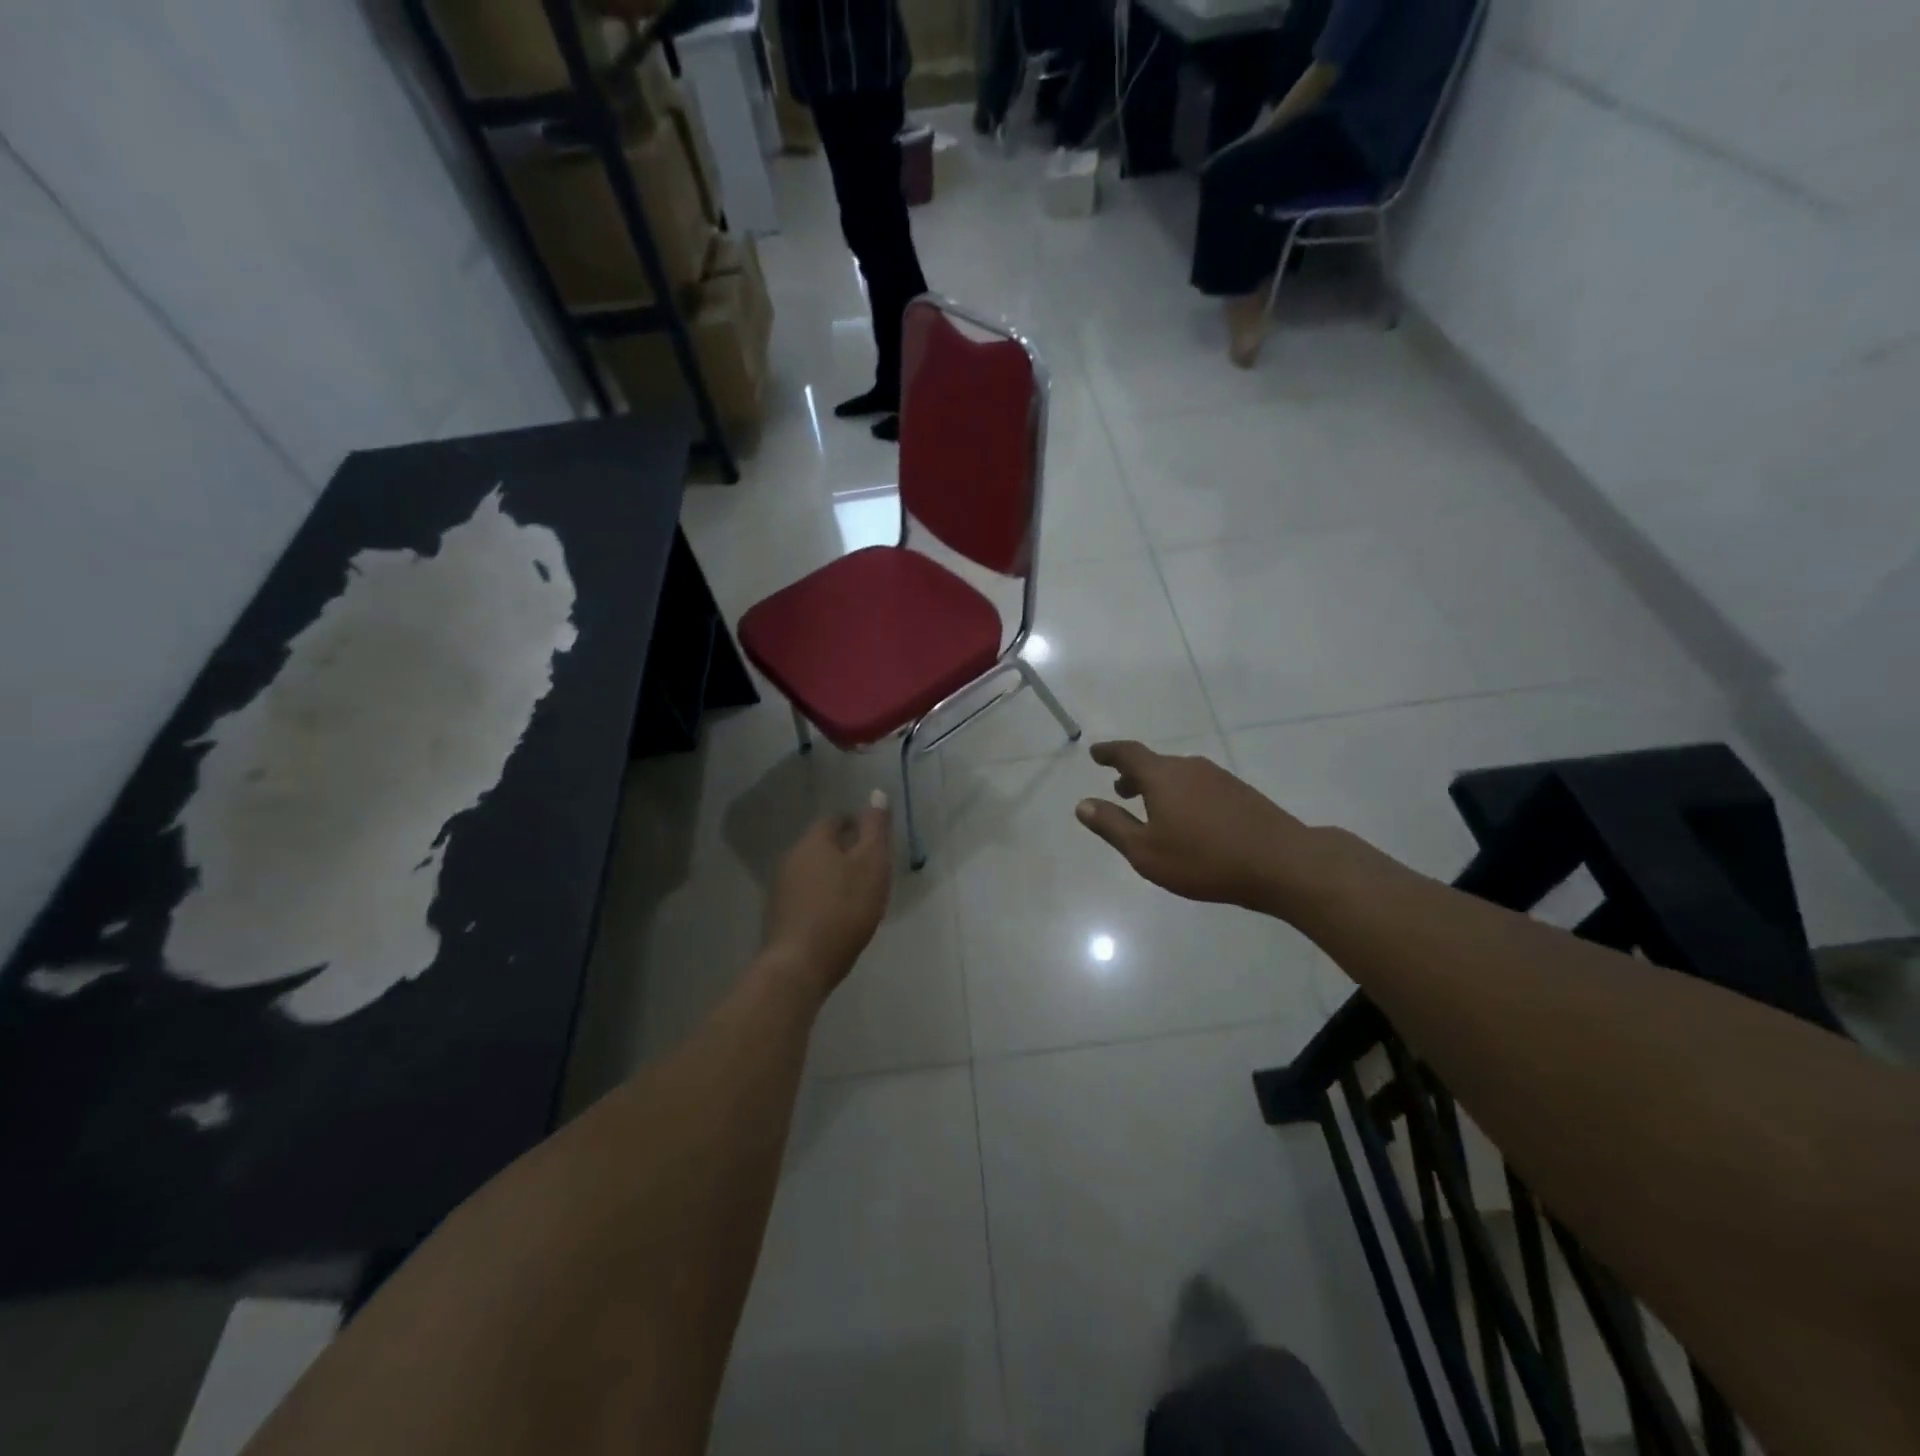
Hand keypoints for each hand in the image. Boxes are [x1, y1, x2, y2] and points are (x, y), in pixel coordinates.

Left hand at [761, 796, 893, 999]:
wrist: (801, 964)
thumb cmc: (843, 909)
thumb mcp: (871, 864)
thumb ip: (875, 829)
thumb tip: (876, 793)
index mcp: (813, 841)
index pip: (834, 819)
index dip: (855, 825)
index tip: (873, 839)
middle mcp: (791, 857)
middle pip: (820, 845)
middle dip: (843, 851)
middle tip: (869, 866)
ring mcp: (781, 888)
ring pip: (812, 871)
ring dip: (831, 876)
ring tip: (856, 892)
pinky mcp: (779, 915)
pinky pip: (805, 895)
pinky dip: (821, 898)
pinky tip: (836, 915)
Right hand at [1074, 741, 1340, 918]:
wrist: (1281, 862)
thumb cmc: (1203, 859)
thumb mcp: (1146, 851)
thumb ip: (1112, 826)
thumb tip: (1082, 804)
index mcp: (1162, 776)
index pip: (1128, 753)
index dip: (1109, 752)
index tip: (1095, 753)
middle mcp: (1189, 767)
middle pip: (1154, 763)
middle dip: (1133, 775)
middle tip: (1120, 791)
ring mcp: (1219, 777)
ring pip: (1178, 775)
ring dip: (1159, 786)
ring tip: (1152, 809)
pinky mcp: (1240, 792)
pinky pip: (1199, 785)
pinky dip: (1183, 794)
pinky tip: (1189, 821)